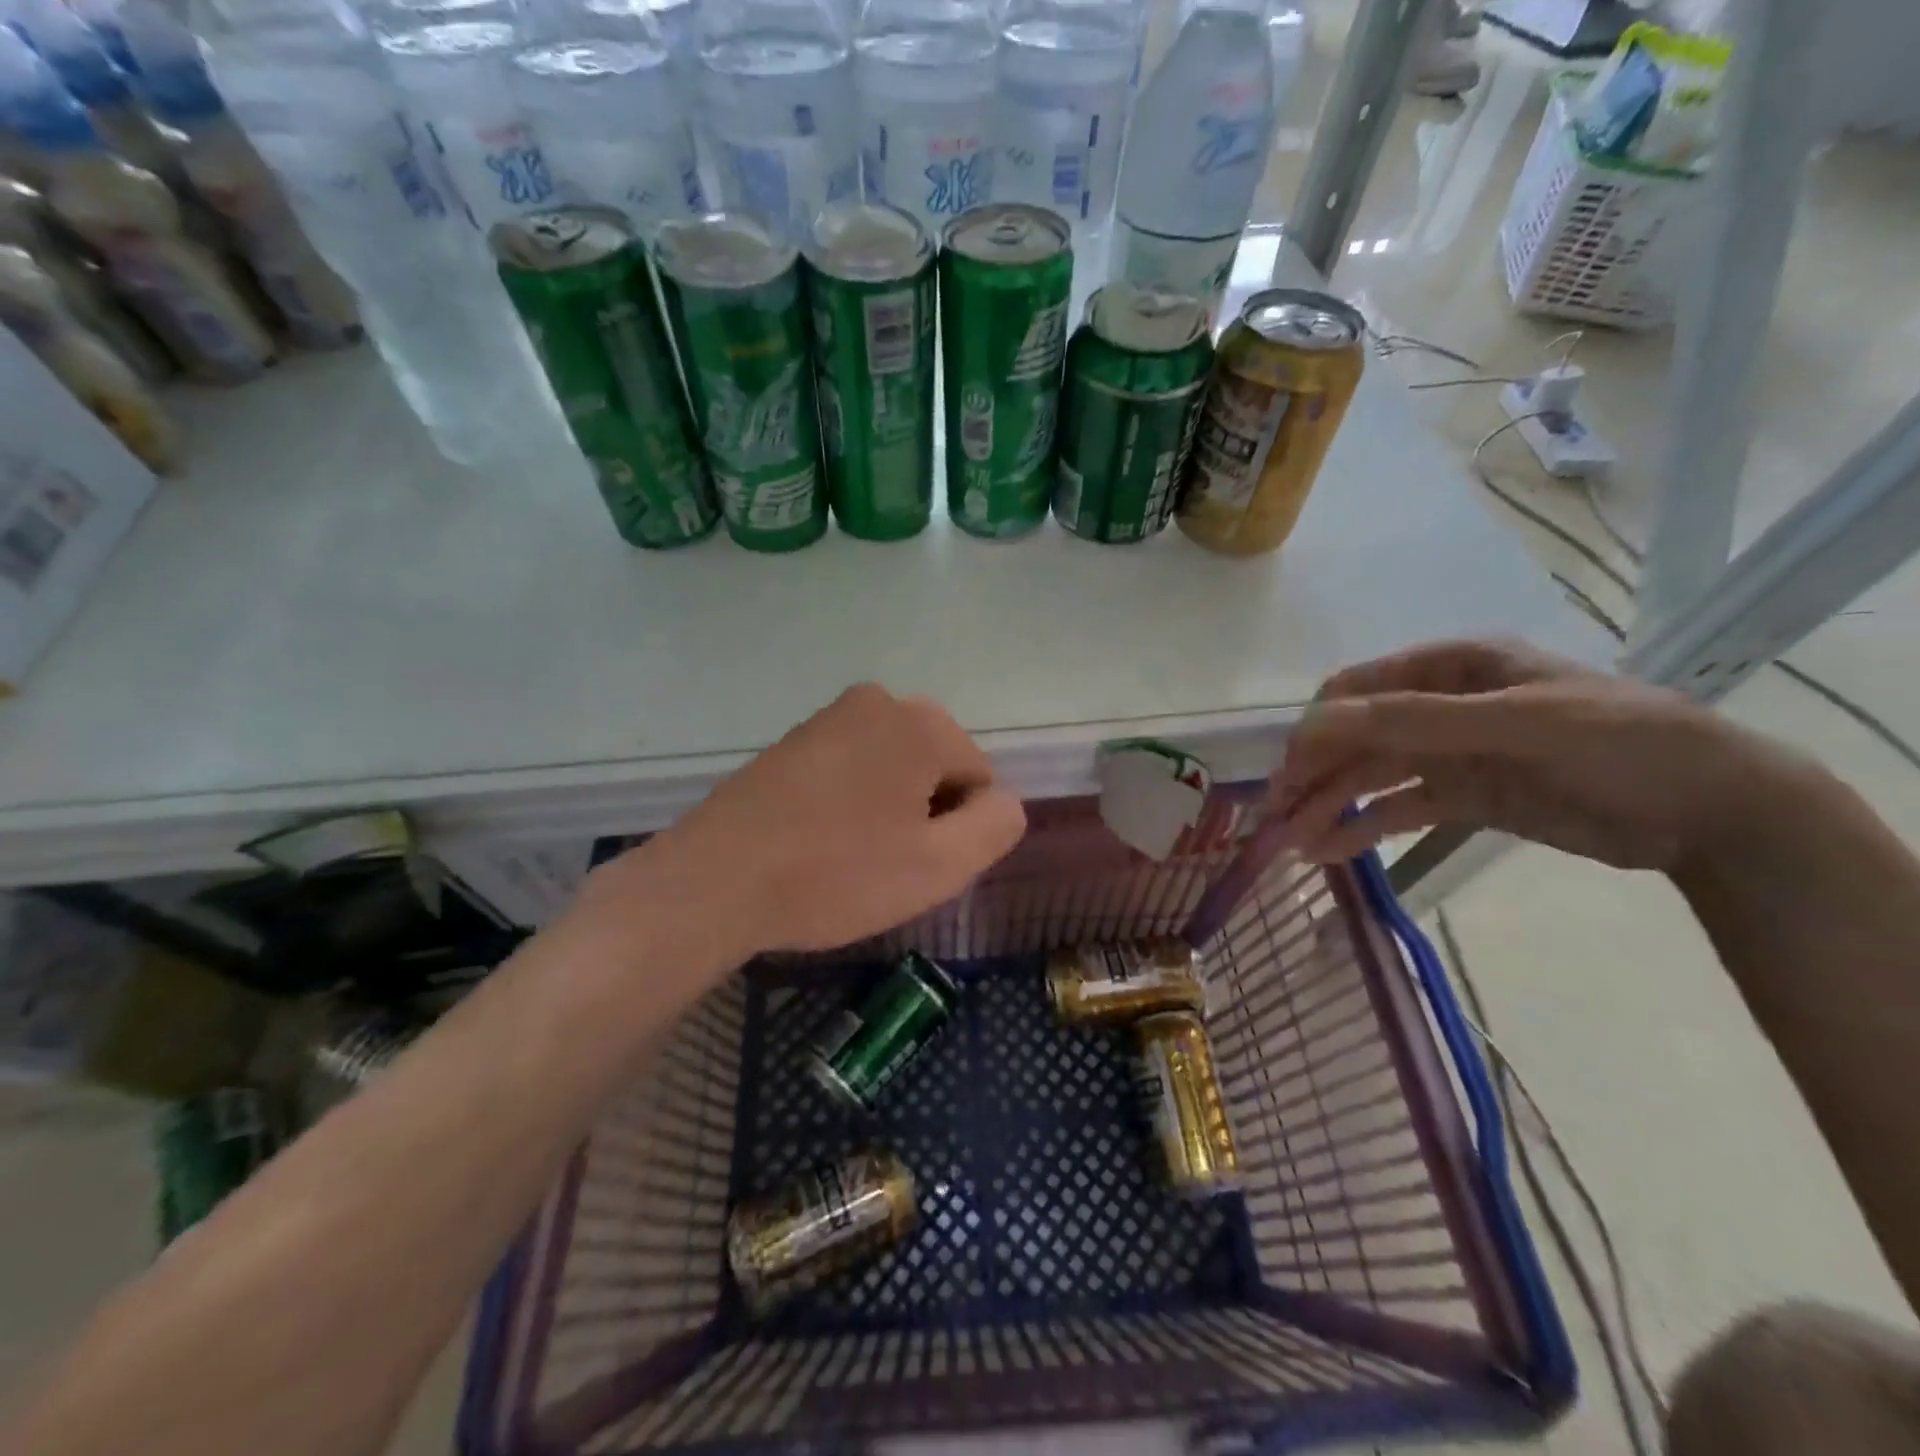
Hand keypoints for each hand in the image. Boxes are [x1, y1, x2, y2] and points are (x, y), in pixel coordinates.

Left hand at [639, 684, 1025, 955]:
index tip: (913, 863)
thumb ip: (997, 826)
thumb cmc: (836, 874)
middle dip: (923, 816)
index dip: (957, 831)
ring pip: (893, 771)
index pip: (979, 779)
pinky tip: (818, 841)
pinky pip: (850, 771)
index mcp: (920, 722)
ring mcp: (829, 717)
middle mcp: (878, 701)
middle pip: (936, 769)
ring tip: (846, 856)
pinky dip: (849, 804)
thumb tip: (1002, 800)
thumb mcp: (939, 866)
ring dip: (887, 812)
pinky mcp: (792, 740)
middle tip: (882, 864)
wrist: (714, 881)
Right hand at [1274, 639, 1802, 872]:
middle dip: (1313, 775)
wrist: (1715, 811)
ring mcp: (1450, 753)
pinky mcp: (1463, 796)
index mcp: (1449, 667)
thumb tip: (1317, 720)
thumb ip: (1415, 719)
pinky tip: (1329, 851)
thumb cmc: (1619, 742)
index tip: (1285, 771)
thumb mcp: (1516, 722)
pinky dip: (1362, 828)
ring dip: (1329, 806)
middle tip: (1274, 818)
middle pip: (1355, 738)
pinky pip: (1398, 809)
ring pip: (1370, 777)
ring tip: (1292, 845)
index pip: (1357, 690)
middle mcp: (1439, 705)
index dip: (1315, 728)